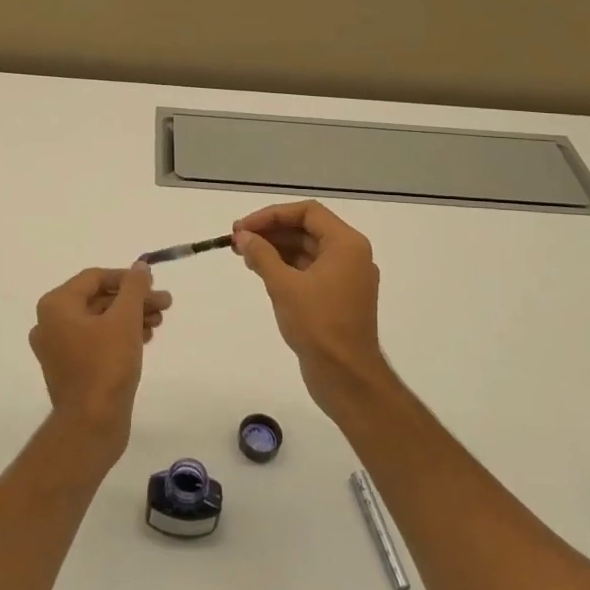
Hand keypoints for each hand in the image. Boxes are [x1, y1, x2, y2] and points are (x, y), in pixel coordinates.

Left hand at [29, 265, 170, 457]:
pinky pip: (95, 341)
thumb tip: (140, 267)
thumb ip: (134, 288)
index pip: (95, 278)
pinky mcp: (70, 369)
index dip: (127, 278)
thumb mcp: (125, 318)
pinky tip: (144, 339)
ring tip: (159, 323)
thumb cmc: (106, 365)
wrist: (92, 425)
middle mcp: (50, 323)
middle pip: (98, 299)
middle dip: (133, 300)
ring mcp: (58, 348)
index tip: (154, 285)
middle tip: (164, 304)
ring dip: (130, 317)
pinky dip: (119, 336)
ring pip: (99, 321)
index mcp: (56, 305)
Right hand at [233, 201, 389, 415]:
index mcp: (346, 244)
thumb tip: (242, 236)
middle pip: (307, 229)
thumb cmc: (318, 325)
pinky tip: (262, 271)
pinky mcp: (338, 296)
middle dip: (271, 231)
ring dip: (276, 249)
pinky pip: (310, 270)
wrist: (346, 377)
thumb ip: (262, 255)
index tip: (244, 227)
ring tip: (244, 255)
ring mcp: (346, 277)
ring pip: (307, 250)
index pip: (307, 212)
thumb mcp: (284, 286)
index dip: (272, 215)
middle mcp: (351, 255)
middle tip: (238, 239)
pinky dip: (286, 267)